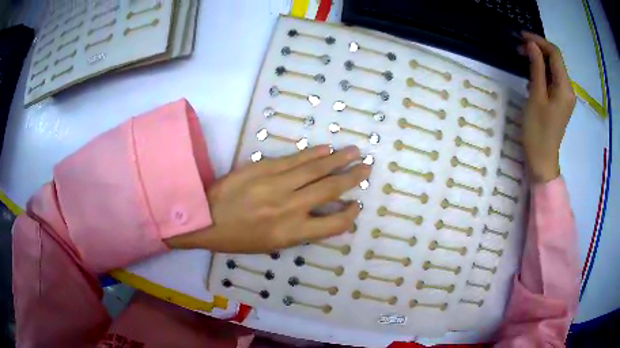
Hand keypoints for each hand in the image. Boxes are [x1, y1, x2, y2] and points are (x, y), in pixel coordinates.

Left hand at [165, 145, 369, 252]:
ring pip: (314, 170)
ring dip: (337, 160)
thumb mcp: (270, 245)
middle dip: (351, 179)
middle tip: (367, 168)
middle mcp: (289, 208)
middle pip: (328, 190)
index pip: (332, 225)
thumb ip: (299, 231)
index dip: (349, 215)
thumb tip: (320, 216)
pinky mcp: (263, 168)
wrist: (204, 218)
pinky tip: (325, 149)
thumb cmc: (236, 238)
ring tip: (354, 152)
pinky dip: (312, 154)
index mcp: (290, 233)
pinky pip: (293, 159)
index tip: (356, 205)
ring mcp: (276, 185)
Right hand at [520, 32, 575, 182]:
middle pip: (556, 60)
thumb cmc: (537, 131)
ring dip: (539, 59)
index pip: (555, 54)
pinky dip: (542, 71)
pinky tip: (531, 72)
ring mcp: (565, 97)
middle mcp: (568, 90)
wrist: (542, 160)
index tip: (522, 36)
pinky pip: (553, 79)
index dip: (539, 41)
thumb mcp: (536, 96)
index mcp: (565, 88)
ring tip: (522, 56)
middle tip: (519, 46)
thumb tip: (532, 45)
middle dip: (538, 49)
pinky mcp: (560, 102)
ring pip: (554, 69)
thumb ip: (537, 68)